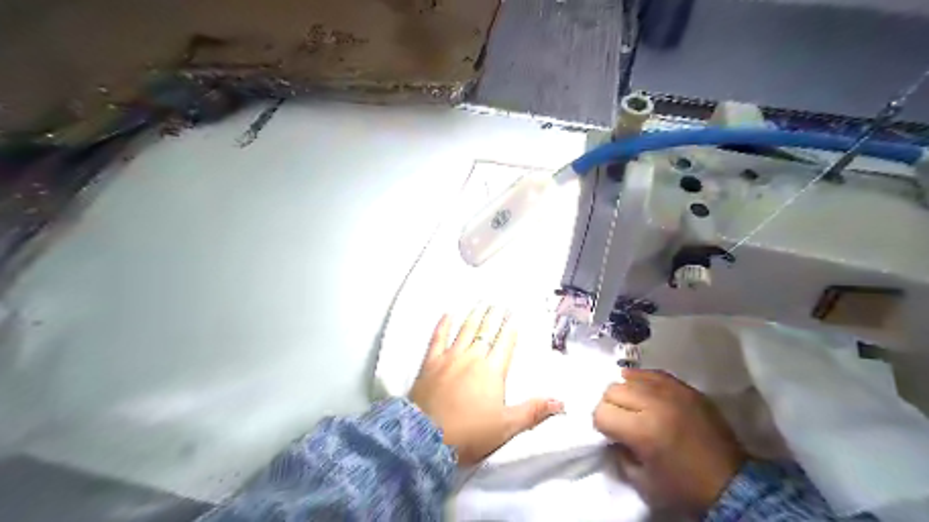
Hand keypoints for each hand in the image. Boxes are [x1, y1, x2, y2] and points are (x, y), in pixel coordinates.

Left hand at [409, 306, 561, 463]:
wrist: (427, 439)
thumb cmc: (468, 433)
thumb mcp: (506, 426)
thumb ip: (534, 411)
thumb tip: (559, 402)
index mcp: (492, 371)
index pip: (505, 343)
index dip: (511, 328)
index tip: (514, 316)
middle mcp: (472, 358)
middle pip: (486, 331)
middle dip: (494, 316)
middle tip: (499, 303)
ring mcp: (450, 358)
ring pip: (465, 330)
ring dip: (474, 315)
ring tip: (480, 303)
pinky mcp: (430, 363)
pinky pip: (438, 338)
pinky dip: (443, 325)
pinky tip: (447, 314)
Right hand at [595, 366, 744, 513]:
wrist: (732, 483)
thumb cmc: (684, 487)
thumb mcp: (642, 482)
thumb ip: (619, 454)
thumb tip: (612, 436)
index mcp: (642, 430)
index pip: (601, 411)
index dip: (601, 424)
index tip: (609, 434)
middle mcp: (654, 403)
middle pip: (612, 389)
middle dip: (610, 406)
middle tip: (621, 420)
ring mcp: (672, 391)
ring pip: (629, 377)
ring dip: (626, 392)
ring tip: (634, 407)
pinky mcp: (686, 388)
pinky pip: (653, 373)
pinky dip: (643, 381)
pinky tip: (645, 392)